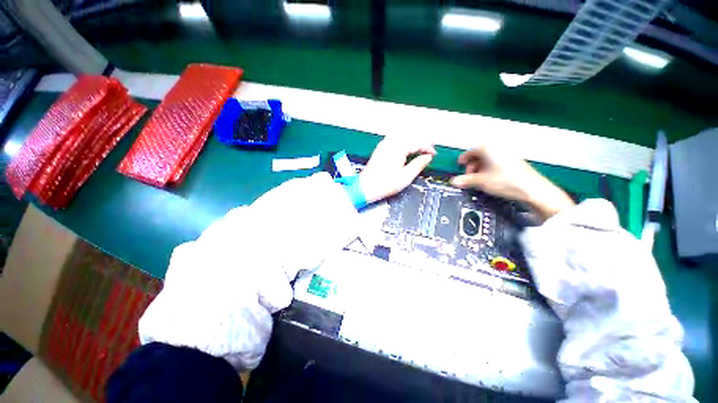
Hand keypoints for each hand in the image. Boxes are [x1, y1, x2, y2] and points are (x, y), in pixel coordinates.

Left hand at [359, 137, 436, 202]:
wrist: (365, 187)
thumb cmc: (384, 184)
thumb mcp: (405, 177)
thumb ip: (418, 165)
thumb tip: (427, 157)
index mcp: (397, 148)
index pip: (417, 142)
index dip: (427, 147)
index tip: (433, 154)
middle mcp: (390, 143)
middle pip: (410, 135)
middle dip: (422, 140)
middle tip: (431, 146)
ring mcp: (383, 145)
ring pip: (402, 135)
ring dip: (413, 139)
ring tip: (422, 145)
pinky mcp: (380, 149)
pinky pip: (395, 139)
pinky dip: (404, 140)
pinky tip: (407, 145)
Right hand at [450, 145, 574, 220]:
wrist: (533, 189)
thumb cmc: (505, 181)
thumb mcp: (481, 181)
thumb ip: (465, 181)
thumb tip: (453, 182)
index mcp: (489, 149)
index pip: (472, 151)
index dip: (464, 159)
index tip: (459, 165)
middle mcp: (498, 149)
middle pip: (480, 155)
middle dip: (472, 165)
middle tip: (468, 176)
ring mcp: (508, 155)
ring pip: (488, 159)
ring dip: (480, 168)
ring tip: (477, 180)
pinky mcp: (514, 163)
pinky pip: (496, 163)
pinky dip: (489, 169)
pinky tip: (489, 180)